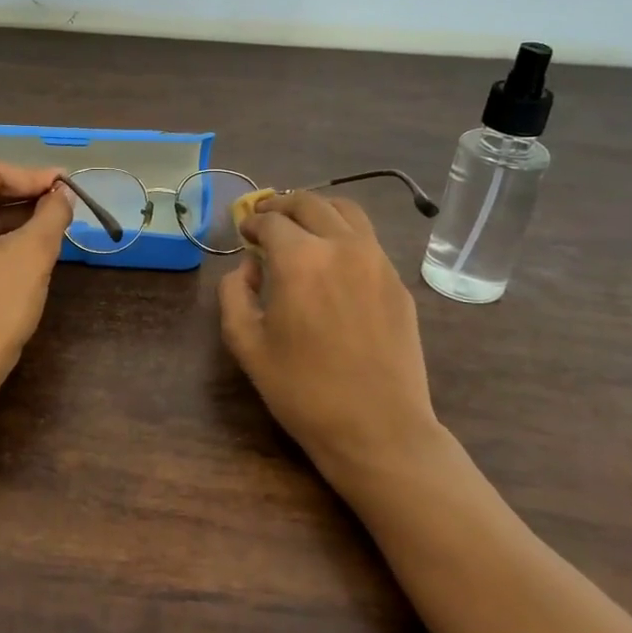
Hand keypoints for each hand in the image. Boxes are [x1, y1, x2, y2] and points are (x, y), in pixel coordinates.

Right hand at [217, 192, 442, 495]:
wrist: (378, 429)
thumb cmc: (302, 390)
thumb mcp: (246, 344)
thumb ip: (234, 294)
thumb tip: (248, 268)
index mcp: (300, 259)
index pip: (271, 221)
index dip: (252, 222)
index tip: (244, 232)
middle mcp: (342, 246)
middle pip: (310, 203)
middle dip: (282, 206)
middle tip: (266, 220)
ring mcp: (377, 261)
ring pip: (346, 211)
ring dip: (317, 211)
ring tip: (301, 228)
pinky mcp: (398, 282)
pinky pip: (367, 240)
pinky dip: (344, 234)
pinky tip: (332, 260)